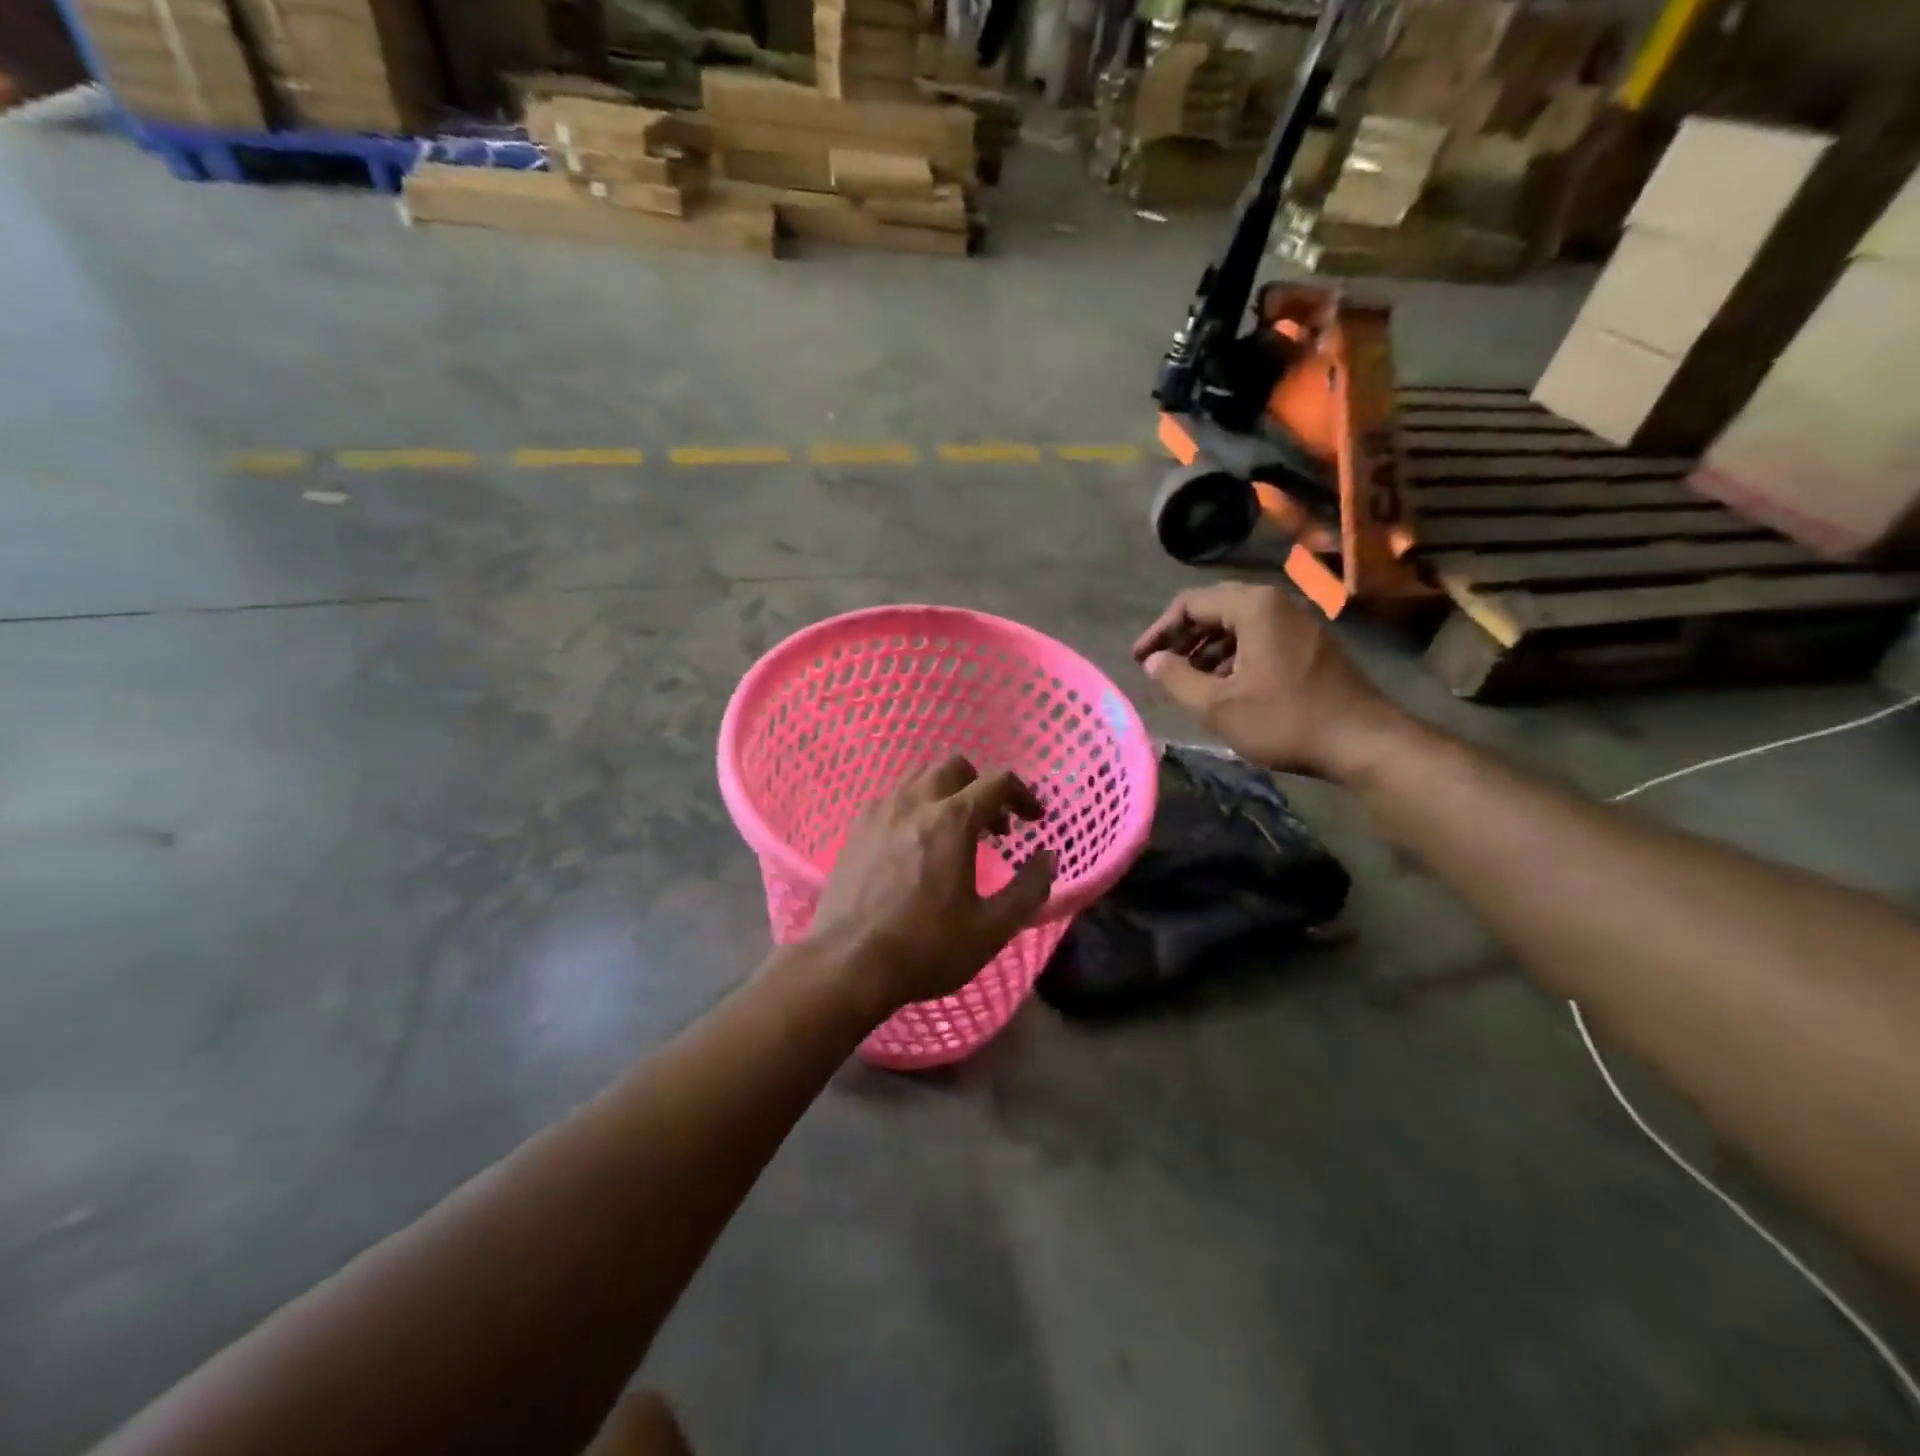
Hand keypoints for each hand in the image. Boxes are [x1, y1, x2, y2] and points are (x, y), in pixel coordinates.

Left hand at [803, 756, 1056, 1014]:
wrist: (848, 964)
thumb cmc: (926, 947)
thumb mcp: (992, 928)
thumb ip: (1029, 889)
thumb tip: (1049, 857)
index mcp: (952, 819)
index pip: (998, 781)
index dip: (1023, 795)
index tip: (1033, 820)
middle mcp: (915, 802)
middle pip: (954, 767)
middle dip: (981, 788)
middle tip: (993, 827)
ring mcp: (879, 812)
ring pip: (919, 777)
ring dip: (946, 792)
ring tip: (954, 831)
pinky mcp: (855, 829)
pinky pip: (891, 798)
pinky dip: (914, 806)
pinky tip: (914, 843)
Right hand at [1132, 582, 1406, 779]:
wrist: (1363, 742)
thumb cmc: (1285, 721)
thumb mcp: (1218, 705)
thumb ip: (1177, 678)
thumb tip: (1153, 660)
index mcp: (1253, 607)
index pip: (1190, 603)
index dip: (1158, 631)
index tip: (1139, 659)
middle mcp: (1277, 603)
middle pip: (1214, 608)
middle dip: (1182, 636)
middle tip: (1159, 665)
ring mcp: (1298, 622)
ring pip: (1237, 624)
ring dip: (1206, 647)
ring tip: (1186, 678)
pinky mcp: (1310, 644)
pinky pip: (1259, 637)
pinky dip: (1232, 654)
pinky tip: (1223, 683)